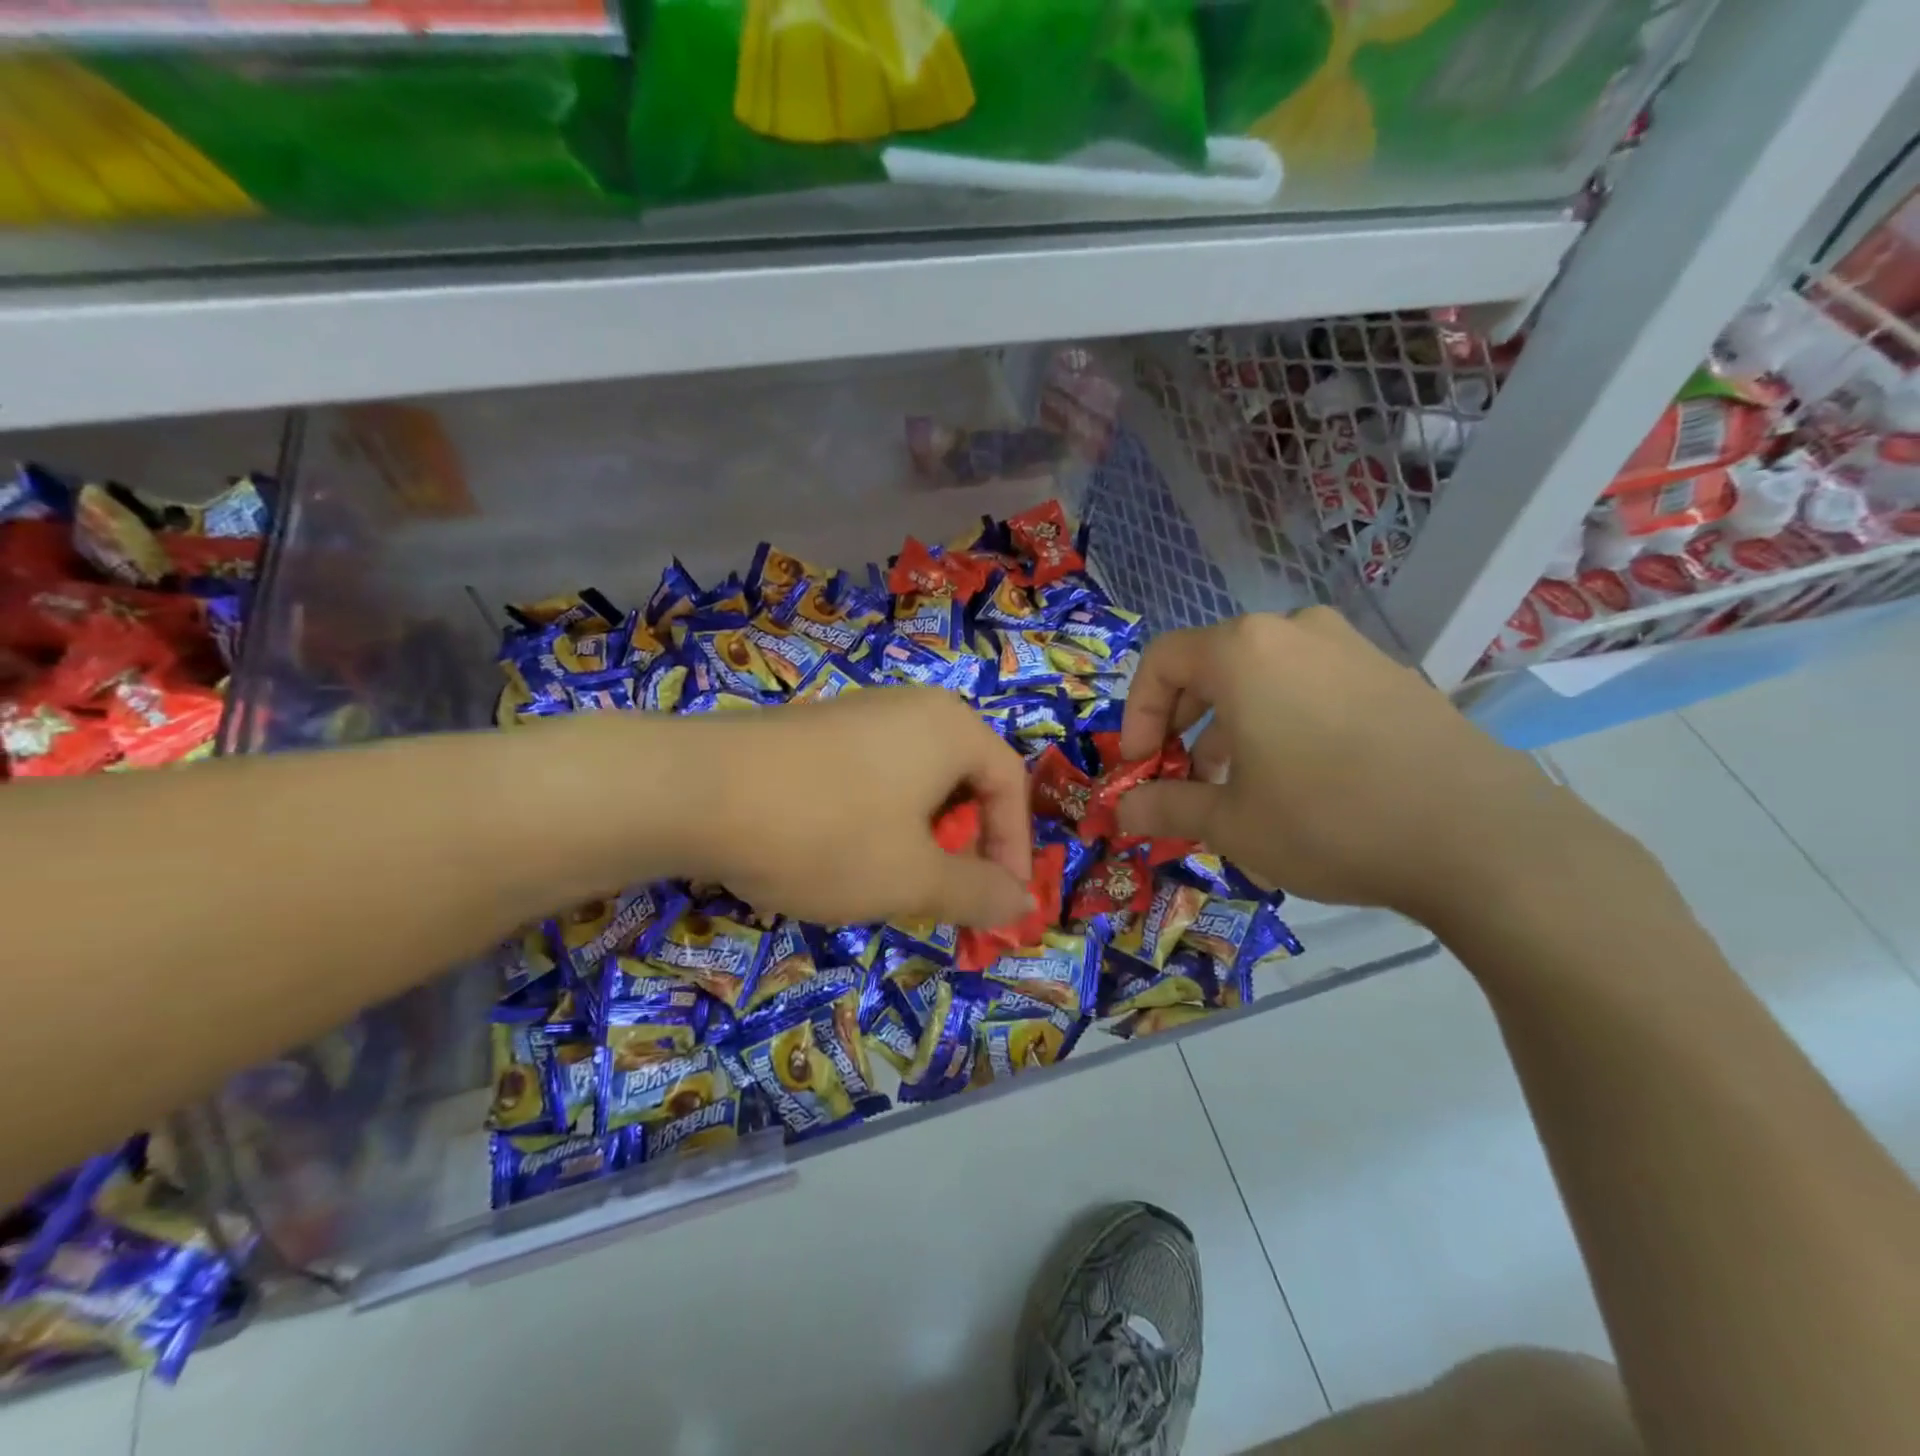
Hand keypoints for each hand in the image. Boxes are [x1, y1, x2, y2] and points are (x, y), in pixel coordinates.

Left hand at [659, 686, 1032, 927]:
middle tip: (944, 894)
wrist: (695, 791)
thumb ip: (978, 893)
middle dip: (964, 845)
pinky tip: (838, 853)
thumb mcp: (913, 878)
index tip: (1000, 904)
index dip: (1014, 848)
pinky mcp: (814, 731)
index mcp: (951, 728)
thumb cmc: (827, 833)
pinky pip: (872, 776)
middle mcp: (911, 707)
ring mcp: (858, 713)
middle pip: (964, 780)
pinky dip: (877, 820)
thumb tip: (1024, 904)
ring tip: (890, 880)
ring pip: (915, 782)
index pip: (1010, 784)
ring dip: (919, 838)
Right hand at [1115, 609, 1601, 922]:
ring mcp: (1350, 647)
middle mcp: (1293, 632)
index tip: (1140, 765)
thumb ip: (1166, 807)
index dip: (1137, 713)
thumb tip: (1122, 811)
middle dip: (1183, 721)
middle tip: (1182, 774)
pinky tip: (1298, 775)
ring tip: (1237, 781)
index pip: (1161, 661)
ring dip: (1232, 722)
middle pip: (1211, 663)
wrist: (1480, 837)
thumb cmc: (1328, 819)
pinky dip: (1281, 718)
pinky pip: (1310, 684)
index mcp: (1242, 651)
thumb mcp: (1231, 823)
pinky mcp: (1391, 674)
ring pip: (1262, 675)